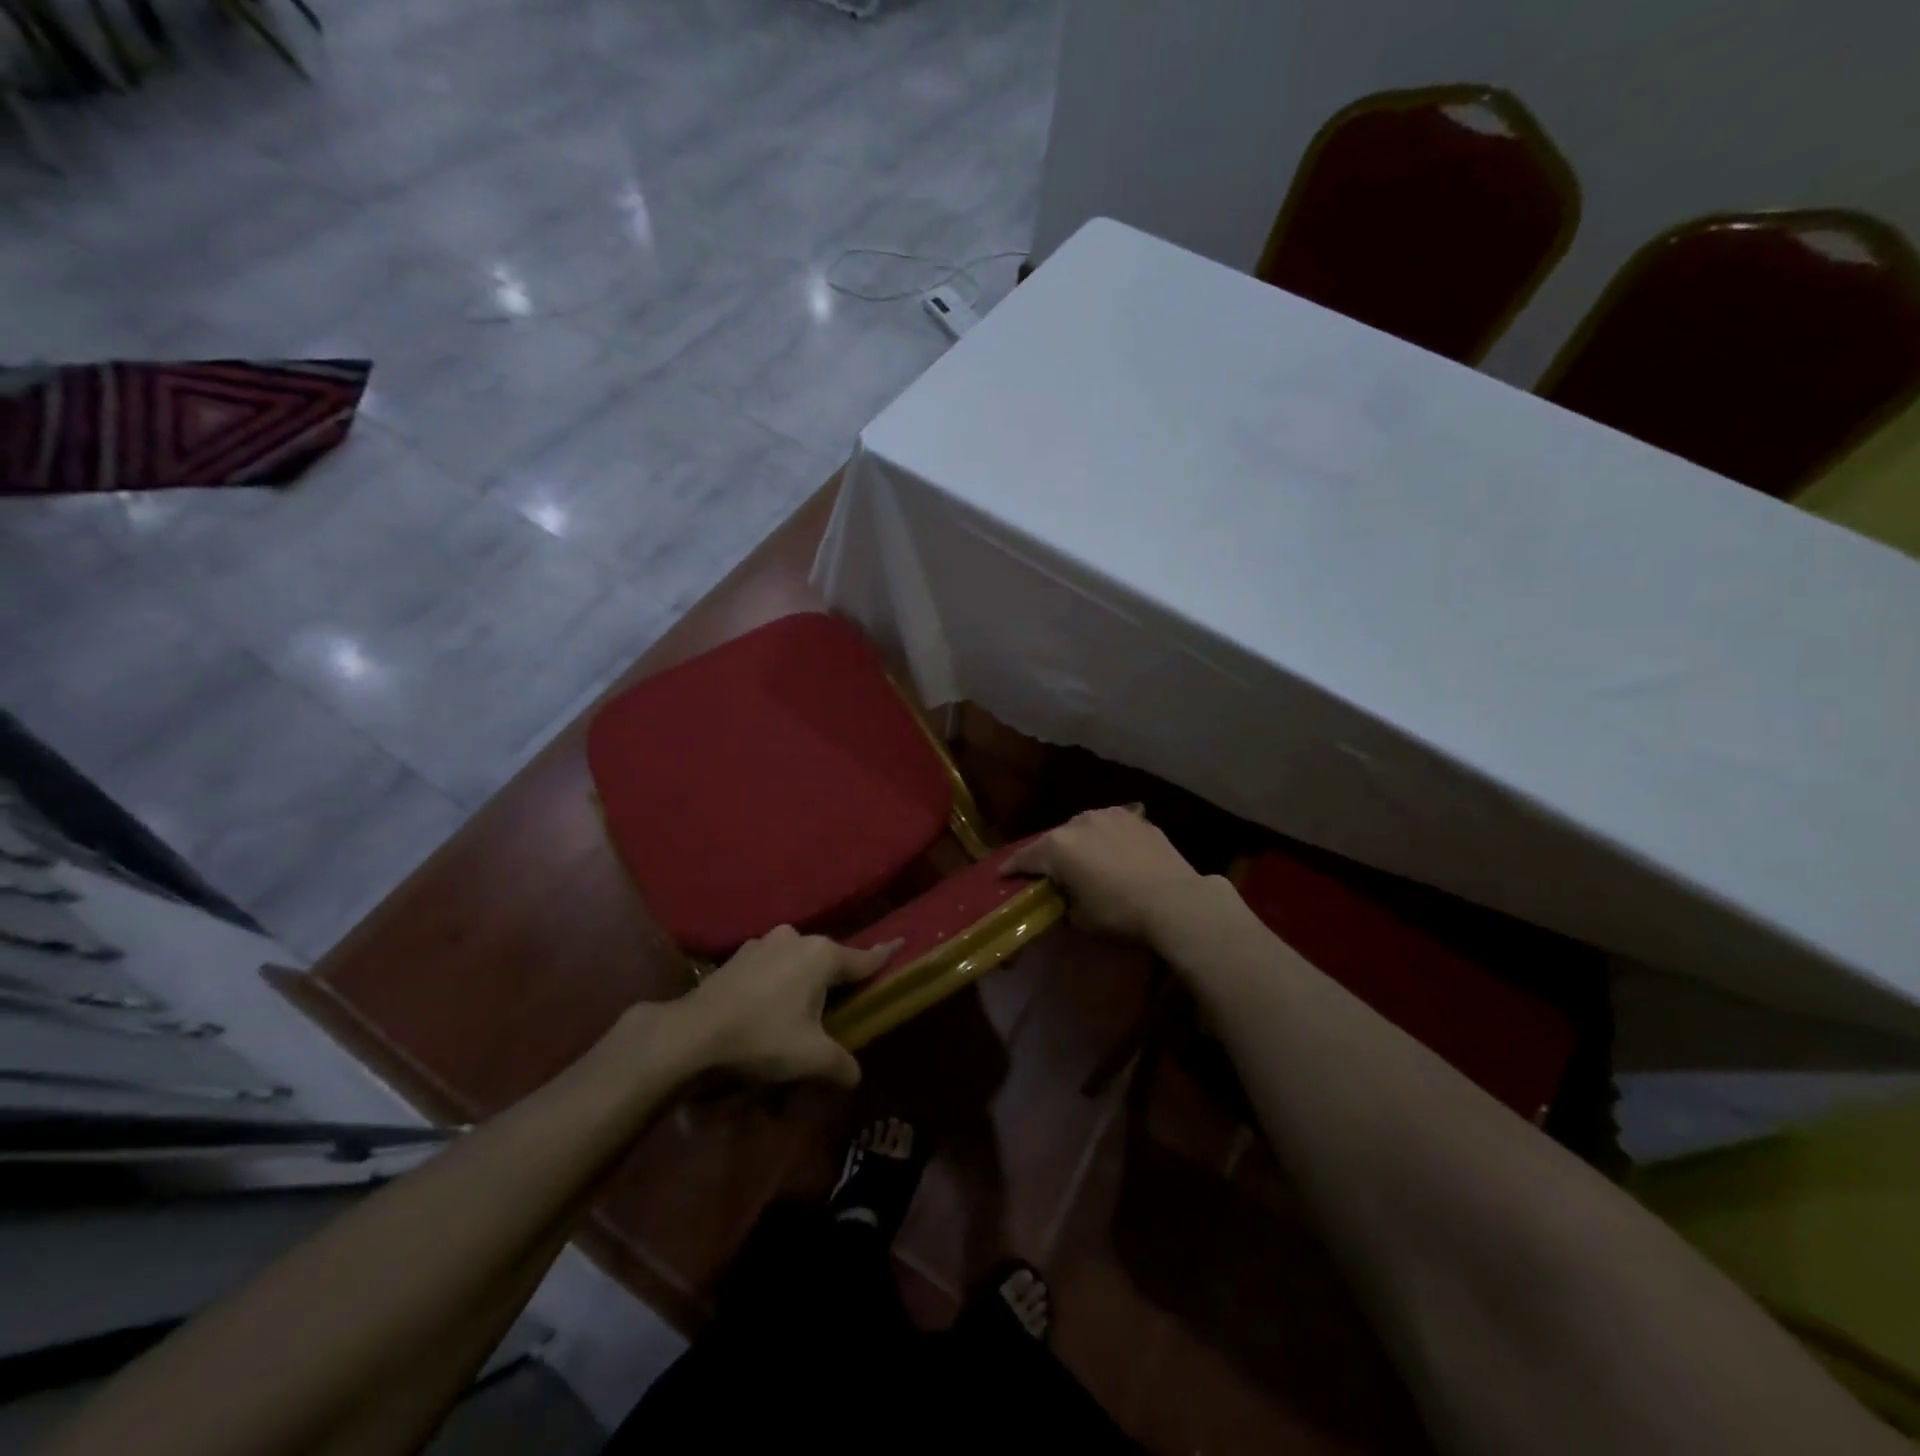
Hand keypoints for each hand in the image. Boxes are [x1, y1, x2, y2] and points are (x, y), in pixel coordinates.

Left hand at [674, 926, 898, 1088]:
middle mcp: (798, 938)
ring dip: (804, 977)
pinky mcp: (739, 954)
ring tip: (801, 1007)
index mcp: (822, 956)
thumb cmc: (763, 1037)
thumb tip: (855, 1076)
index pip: (864, 958)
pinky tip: (767, 1003)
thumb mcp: (810, 1058)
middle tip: (843, 1002)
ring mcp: (765, 942)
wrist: (694, 1032)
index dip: (886, 954)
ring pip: (798, 959)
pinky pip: (772, 964)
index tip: (903, 941)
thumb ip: (841, 1066)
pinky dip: (777, 979)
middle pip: (830, 959)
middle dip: (838, 978)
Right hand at [1001, 807, 1205, 942]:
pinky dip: (1107, 839)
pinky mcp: (1137, 819)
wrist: (1175, 901)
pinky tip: (1114, 852)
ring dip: (1079, 841)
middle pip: (1054, 839)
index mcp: (1057, 847)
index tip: (1001, 874)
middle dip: (1048, 854)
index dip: (1011, 867)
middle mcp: (1079, 823)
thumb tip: (1067, 897)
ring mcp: (1110, 816)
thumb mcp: (1080, 919)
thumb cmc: (1119, 913)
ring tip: (1084, 858)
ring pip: (1084, 827)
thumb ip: (1065, 902)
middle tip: (1048, 871)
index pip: (1025, 857)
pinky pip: (1112, 828)